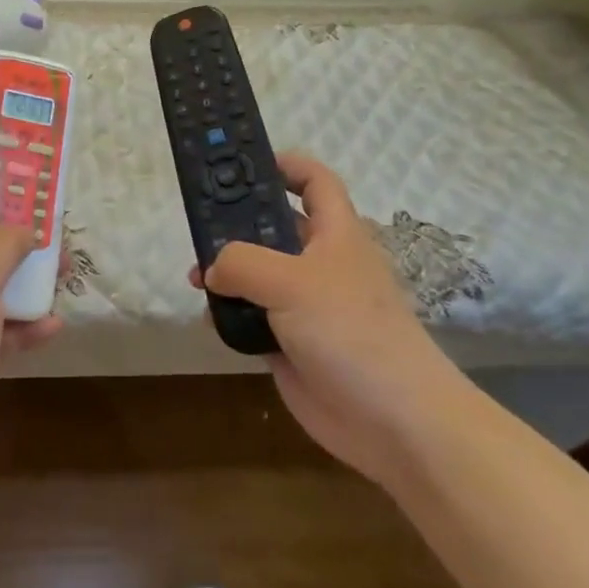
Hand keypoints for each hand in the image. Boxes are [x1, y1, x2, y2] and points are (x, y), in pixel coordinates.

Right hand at [190, 153, 463, 481]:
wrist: (394, 422)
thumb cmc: (351, 331)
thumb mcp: (292, 281)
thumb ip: (242, 262)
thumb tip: (212, 269)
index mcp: (335, 233)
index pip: (314, 181)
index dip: (284, 165)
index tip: (242, 165)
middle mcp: (320, 262)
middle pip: (275, 226)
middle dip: (237, 222)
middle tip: (197, 222)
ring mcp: (305, 305)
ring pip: (258, 274)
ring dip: (226, 272)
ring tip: (194, 277)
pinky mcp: (291, 342)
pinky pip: (252, 316)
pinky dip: (230, 314)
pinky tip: (209, 318)